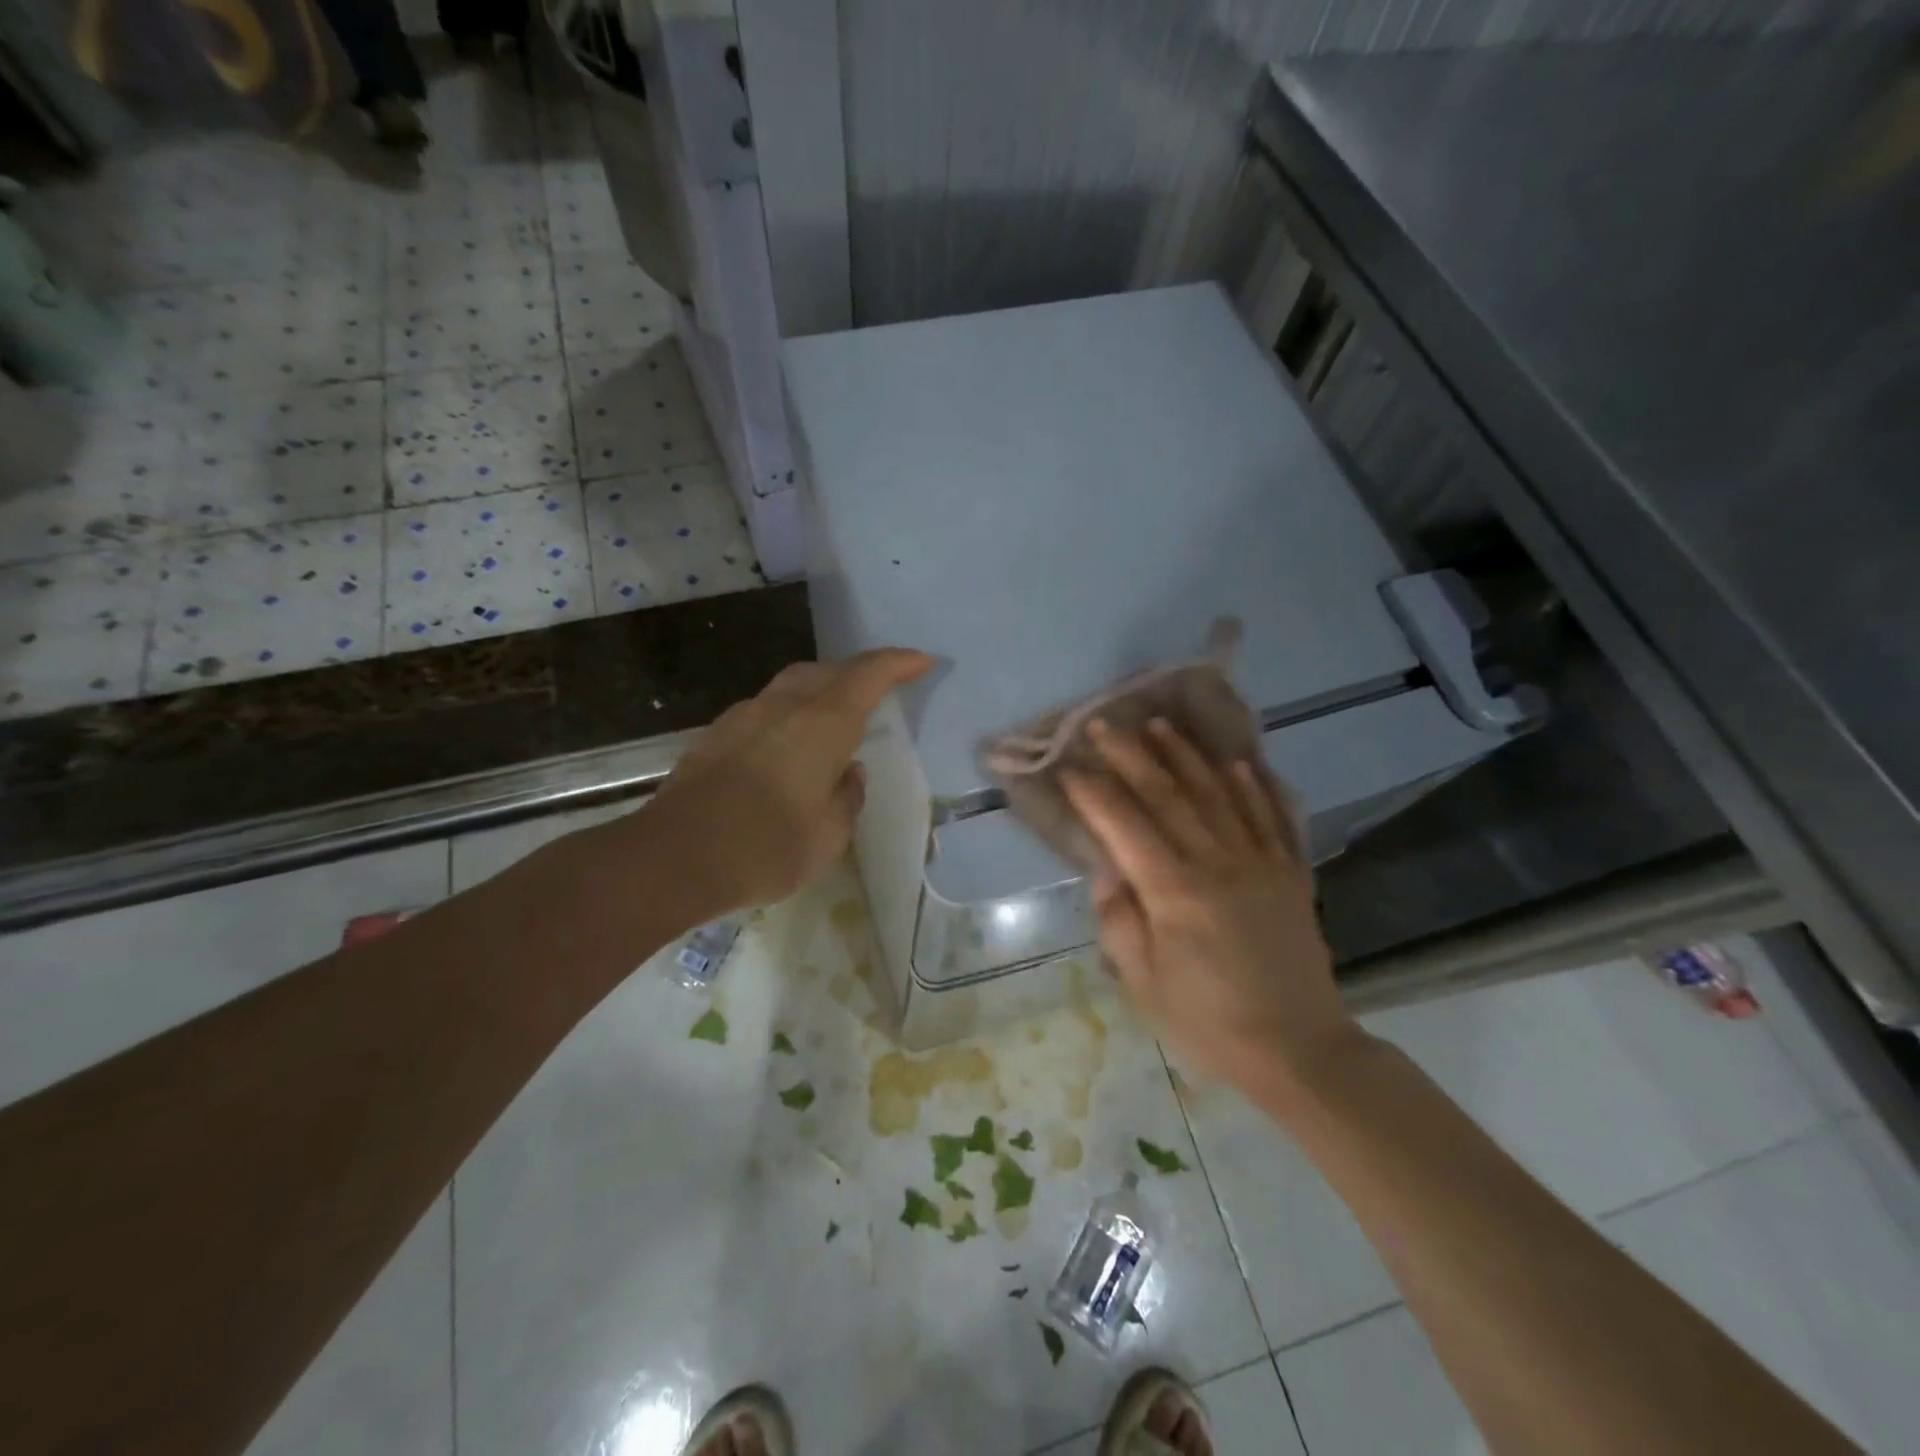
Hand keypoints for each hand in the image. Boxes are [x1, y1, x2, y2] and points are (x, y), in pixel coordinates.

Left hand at [638, 649, 934, 920]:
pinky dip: (786, 717)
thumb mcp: (830, 835)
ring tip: (831, 722)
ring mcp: (743, 716)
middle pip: (826, 671)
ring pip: (789, 687)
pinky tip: (785, 751)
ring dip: (818, 693)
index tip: (922, 661)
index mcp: (823, 723)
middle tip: (876, 693)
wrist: (674, 857)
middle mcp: (783, 706)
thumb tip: (846, 772)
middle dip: (856, 674)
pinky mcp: (715, 735)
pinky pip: (763, 710)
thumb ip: (848, 796)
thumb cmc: (767, 847)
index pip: (869, 674)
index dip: (898, 663)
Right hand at [1063, 719, 1357, 1098]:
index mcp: (1174, 892)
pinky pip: (1272, 816)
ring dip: (1186, 755)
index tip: (1068, 765)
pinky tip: (1238, 762)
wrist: (1299, 1050)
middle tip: (1104, 724)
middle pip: (1168, 795)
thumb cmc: (1208, 1022)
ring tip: (1160, 724)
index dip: (1094, 791)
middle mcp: (1217, 863)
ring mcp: (1260, 863)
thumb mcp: (1144, 983)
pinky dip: (1254, 785)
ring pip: (1218, 794)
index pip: (1124, 825)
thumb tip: (1109, 871)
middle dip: (1131, 755)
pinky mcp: (1290, 873)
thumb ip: (1119, 921)